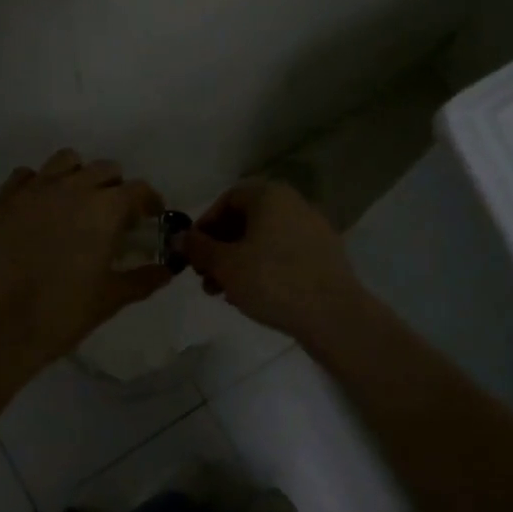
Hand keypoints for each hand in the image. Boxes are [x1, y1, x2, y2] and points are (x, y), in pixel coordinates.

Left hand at [0, 149, 173, 369]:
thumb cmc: (67, 311)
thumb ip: (145, 277)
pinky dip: (37, 186)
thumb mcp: (114, 297)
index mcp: (105, 208)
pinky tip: (38, 210)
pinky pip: (24, 176)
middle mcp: (72, 188)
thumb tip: (167, 270)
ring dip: (77, 176)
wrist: (5, 324)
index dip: (149, 201)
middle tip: (112, 214)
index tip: (149, 217)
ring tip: (74, 202)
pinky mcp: (3, 200)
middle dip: (114, 187)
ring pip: (64, 161)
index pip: (138, 189)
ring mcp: (34, 190)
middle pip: (104, 169)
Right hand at [179, 180, 367, 342]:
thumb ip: (198, 248)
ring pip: (264, 241)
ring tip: (223, 293)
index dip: (205, 225)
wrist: (333, 315)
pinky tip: (252, 297)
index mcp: (270, 196)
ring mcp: (313, 230)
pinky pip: (284, 255)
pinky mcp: (324, 256)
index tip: (192, 252)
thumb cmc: (272, 281)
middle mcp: (294, 204)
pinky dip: (263, 270)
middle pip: (246, 221)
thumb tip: (179, 237)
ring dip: (238, 262)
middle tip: (204, 277)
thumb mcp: (225, 264)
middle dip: (220, 249)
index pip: (228, 199)